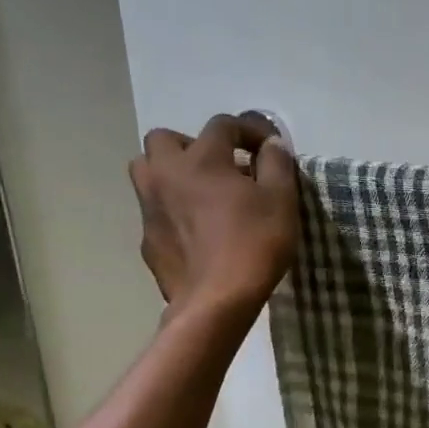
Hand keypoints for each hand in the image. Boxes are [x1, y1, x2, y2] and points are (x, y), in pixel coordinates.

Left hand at [129, 112, 297, 318]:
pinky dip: (172, 211)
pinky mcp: (147, 239)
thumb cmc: (254, 245)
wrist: (216, 302)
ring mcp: (150, 208)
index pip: (222, 124)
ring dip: (170, 173)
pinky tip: (196, 233)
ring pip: (147, 172)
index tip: (267, 148)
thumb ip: (277, 164)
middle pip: (164, 139)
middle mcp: (166, 174)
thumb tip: (271, 144)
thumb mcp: (281, 201)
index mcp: (202, 159)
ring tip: (199, 194)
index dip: (248, 129)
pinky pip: (154, 211)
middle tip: (219, 167)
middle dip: (191, 145)